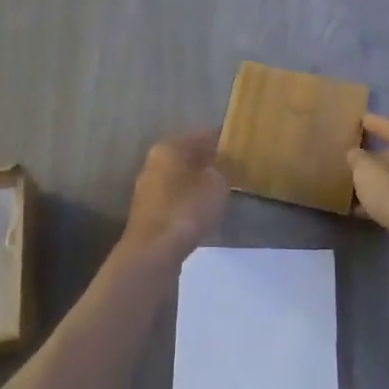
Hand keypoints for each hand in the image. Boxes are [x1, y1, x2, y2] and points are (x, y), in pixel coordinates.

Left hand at [123, 131, 228, 258]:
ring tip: (223, 191)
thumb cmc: (186, 208)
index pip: (201, 137)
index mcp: (168, 148)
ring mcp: (147, 190)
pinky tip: (204, 211)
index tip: (240, 146)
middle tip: (234, 169)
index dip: (222, 140)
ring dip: (198, 184)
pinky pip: (175, 200)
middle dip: (209, 162)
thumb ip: (221, 170)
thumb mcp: (216, 183)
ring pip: (180, 179)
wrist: (154, 251)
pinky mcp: (148, 214)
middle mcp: (153, 164)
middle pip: (187, 157)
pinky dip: (189, 202)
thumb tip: (218, 169)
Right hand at [347, 113, 388, 242]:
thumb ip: (356, 156)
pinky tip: (364, 209)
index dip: (365, 121)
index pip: (383, 122)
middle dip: (371, 151)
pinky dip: (384, 198)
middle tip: (350, 153)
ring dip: (377, 178)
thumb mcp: (364, 168)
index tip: (351, 122)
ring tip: (353, 184)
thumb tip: (357, 154)